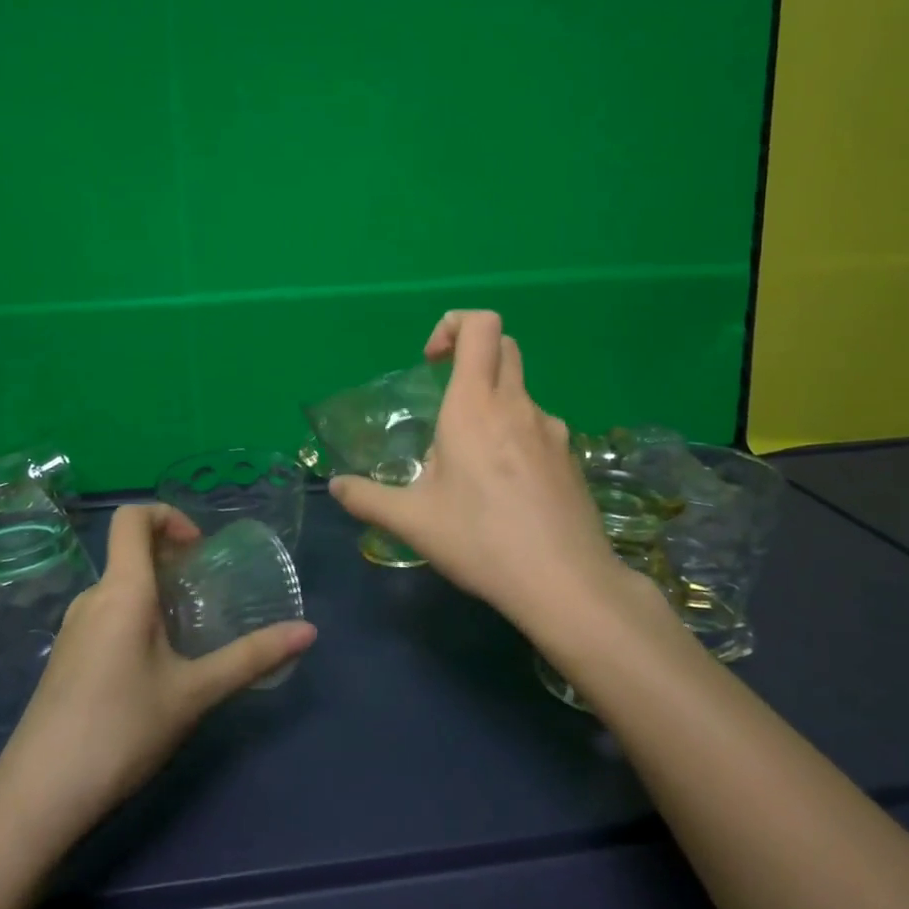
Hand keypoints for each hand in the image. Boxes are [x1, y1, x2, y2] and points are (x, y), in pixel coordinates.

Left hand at [0, 504, 315, 861]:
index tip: (199, 550)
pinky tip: (154, 668)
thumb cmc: (120, 731)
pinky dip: (136, 618)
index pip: (132, 516)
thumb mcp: (194, 693)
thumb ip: (251, 658)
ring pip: (119, 587)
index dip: (168, 516)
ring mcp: (72, 630)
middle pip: (129, 551)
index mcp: (121, 589)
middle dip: (172, 559)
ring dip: (155, 592)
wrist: (34, 802)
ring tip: (188, 632)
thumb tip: (309, 632)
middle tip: (208, 594)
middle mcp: (91, 598)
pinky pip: (106, 615)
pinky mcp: (65, 660)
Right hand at [330, 310, 627, 629]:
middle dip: (473, 354)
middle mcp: (517, 405)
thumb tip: (336, 486)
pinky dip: (515, 438)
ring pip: (520, 393)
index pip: (480, 325)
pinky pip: (538, 428)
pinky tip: (505, 490)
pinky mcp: (571, 457)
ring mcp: (552, 429)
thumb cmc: (481, 540)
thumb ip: (368, 498)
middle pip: (504, 346)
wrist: (566, 583)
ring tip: (471, 465)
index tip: (432, 361)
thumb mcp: (413, 521)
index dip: (454, 325)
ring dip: (493, 405)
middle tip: (447, 398)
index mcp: (475, 405)